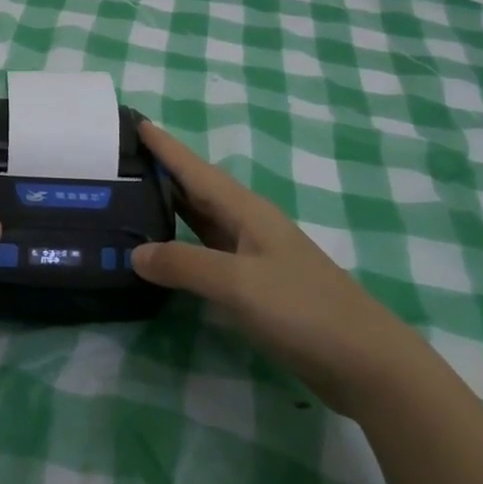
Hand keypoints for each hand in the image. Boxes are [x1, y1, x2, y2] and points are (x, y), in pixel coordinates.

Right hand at [132, 121, 422, 412]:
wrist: (366, 362)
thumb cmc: (303, 309)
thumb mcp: (238, 283)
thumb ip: (184, 264)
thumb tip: (135, 252)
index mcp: (246, 210)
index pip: (195, 169)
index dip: (165, 146)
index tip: (134, 121)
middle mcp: (247, 225)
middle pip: (196, 190)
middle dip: (160, 172)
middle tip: (117, 161)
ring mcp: (253, 256)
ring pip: (200, 221)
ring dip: (167, 208)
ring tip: (127, 200)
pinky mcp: (254, 286)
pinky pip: (206, 254)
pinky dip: (180, 247)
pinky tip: (162, 254)